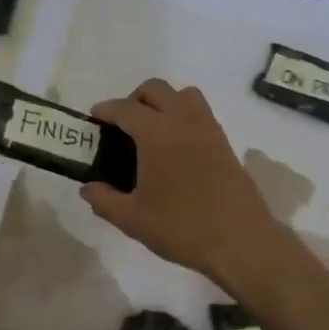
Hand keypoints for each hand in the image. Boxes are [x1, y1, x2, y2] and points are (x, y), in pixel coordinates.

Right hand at [81, 80, 289, 290]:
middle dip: (134, 99)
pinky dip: (184, 116)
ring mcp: (208, 129)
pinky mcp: (225, 143)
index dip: (106, 110)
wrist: (240, 240)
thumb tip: (88, 188)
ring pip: (184, 95)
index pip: (126, 108)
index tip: (95, 117)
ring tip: (152, 131)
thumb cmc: (181, 228)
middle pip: (156, 89)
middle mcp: (183, 121)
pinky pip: (201, 113)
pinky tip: (176, 148)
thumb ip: (104, 200)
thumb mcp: (133, 219)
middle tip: (122, 125)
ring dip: (164, 102)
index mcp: (157, 134)